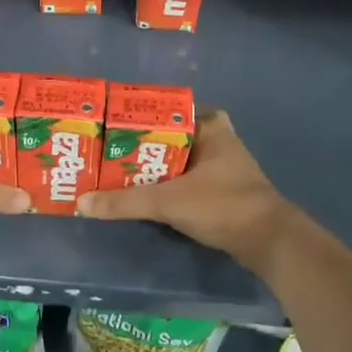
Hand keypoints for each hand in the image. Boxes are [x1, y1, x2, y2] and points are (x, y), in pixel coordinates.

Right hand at [76, 110, 294, 267]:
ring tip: (118, 171)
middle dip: (143, 144)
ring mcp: (223, 166)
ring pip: (179, 159)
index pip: (168, 110)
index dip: (141, 117)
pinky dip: (168, 184)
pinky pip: (186, 179)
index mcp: (210, 127)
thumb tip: (82, 203)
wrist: (268, 241)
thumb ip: (126, 202)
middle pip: (171, 136)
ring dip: (154, 167)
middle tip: (109, 151)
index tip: (112, 125)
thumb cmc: (222, 205)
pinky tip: (145, 193)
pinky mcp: (222, 190)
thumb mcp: (169, 201)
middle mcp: (218, 140)